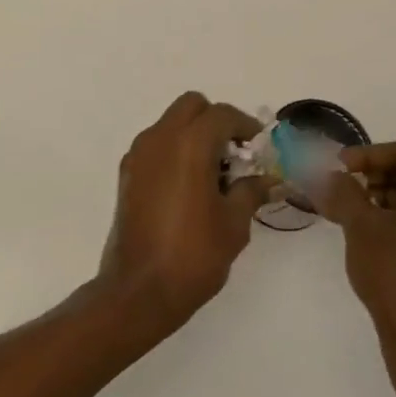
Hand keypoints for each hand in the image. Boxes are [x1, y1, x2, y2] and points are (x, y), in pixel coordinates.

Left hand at [99, 91, 274, 337]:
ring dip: (193, 135)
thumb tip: (268, 180)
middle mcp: (159, 139)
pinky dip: (174, 151)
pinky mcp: (127, 174)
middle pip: (191, 106)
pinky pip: (155, 145)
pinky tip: (189, 187)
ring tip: (214, 175)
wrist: (140, 290)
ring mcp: (138, 155)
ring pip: (170, 123)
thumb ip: (251, 191)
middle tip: (234, 154)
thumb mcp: (234, 223)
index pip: (222, 115)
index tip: (258, 148)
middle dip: (216, 122)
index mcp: (189, 144)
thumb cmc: (193, 255)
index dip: (245, 126)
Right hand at [316, 141, 395, 356]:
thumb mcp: (361, 227)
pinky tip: (382, 230)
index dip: (370, 155)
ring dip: (394, 195)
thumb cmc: (395, 276)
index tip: (340, 166)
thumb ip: (344, 192)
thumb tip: (328, 176)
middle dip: (382, 174)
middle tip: (350, 186)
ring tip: (361, 209)